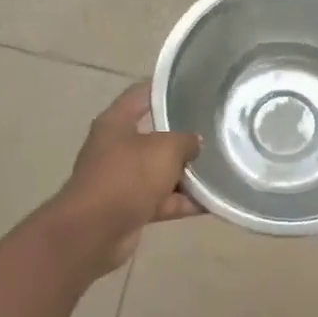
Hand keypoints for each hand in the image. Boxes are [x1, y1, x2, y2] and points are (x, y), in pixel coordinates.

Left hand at [57, 84, 204, 271]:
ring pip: (161, 172)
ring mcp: (123, 180)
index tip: (192, 86)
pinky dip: (184, 202)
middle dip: (183, 137)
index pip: (141, 96)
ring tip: (222, 168)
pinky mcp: (131, 208)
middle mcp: (117, 148)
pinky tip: (213, 202)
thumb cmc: (127, 177)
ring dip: (187, 174)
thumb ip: (185, 141)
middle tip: (215, 131)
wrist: (95, 230)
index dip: (164, 89)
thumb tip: (195, 142)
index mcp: (116, 123)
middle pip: (154, 137)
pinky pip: (164, 201)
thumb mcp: (163, 149)